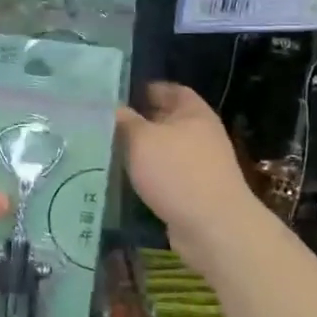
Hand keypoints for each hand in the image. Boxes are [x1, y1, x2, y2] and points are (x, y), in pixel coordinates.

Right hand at [117, 83, 259, 251]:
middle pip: (165, 119)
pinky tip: (124, 176)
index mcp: (193, 112)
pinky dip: (147, 172)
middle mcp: (200, 133)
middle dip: (137, 120)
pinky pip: (165, 172)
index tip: (115, 94)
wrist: (214, 227)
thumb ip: (124, 120)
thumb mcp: (142, 139)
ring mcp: (199, 163)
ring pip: (163, 148)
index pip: (168, 89)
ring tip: (107, 148)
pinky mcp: (193, 189)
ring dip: (140, 149)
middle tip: (103, 121)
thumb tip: (112, 107)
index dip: (144, 88)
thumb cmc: (177, 172)